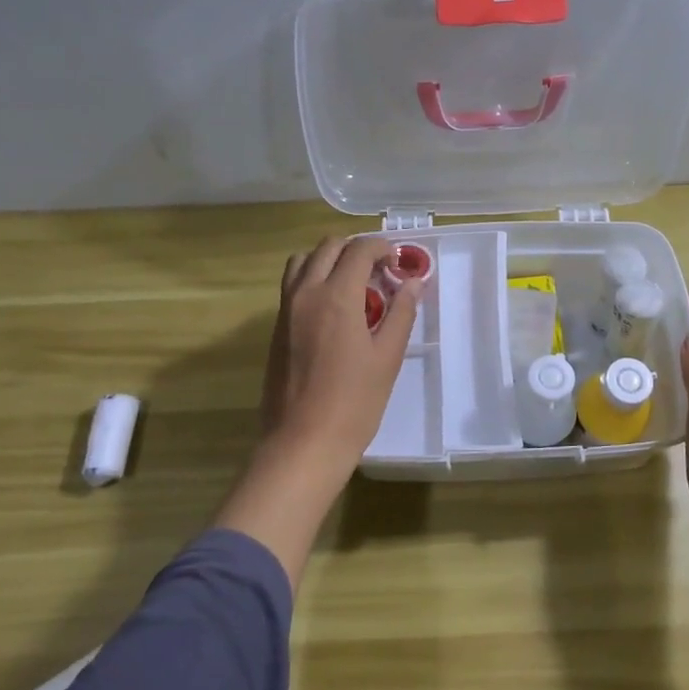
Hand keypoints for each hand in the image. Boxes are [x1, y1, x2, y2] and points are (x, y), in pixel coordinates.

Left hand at [259, 235, 419, 478]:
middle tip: (379, 270)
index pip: (358, 250)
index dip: (381, 247)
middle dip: (356, 249)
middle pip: (328, 247)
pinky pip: (293, 285)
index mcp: (336, 296)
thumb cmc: (354, 403)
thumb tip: (413, 283)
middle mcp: (305, 293)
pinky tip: (333, 308)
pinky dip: (313, 279)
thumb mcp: (387, 357)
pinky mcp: (276, 328)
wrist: (303, 442)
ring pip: (303, 261)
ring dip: (329, 259)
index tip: (397, 261)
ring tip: (352, 283)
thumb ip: (401, 313)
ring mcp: (285, 309)